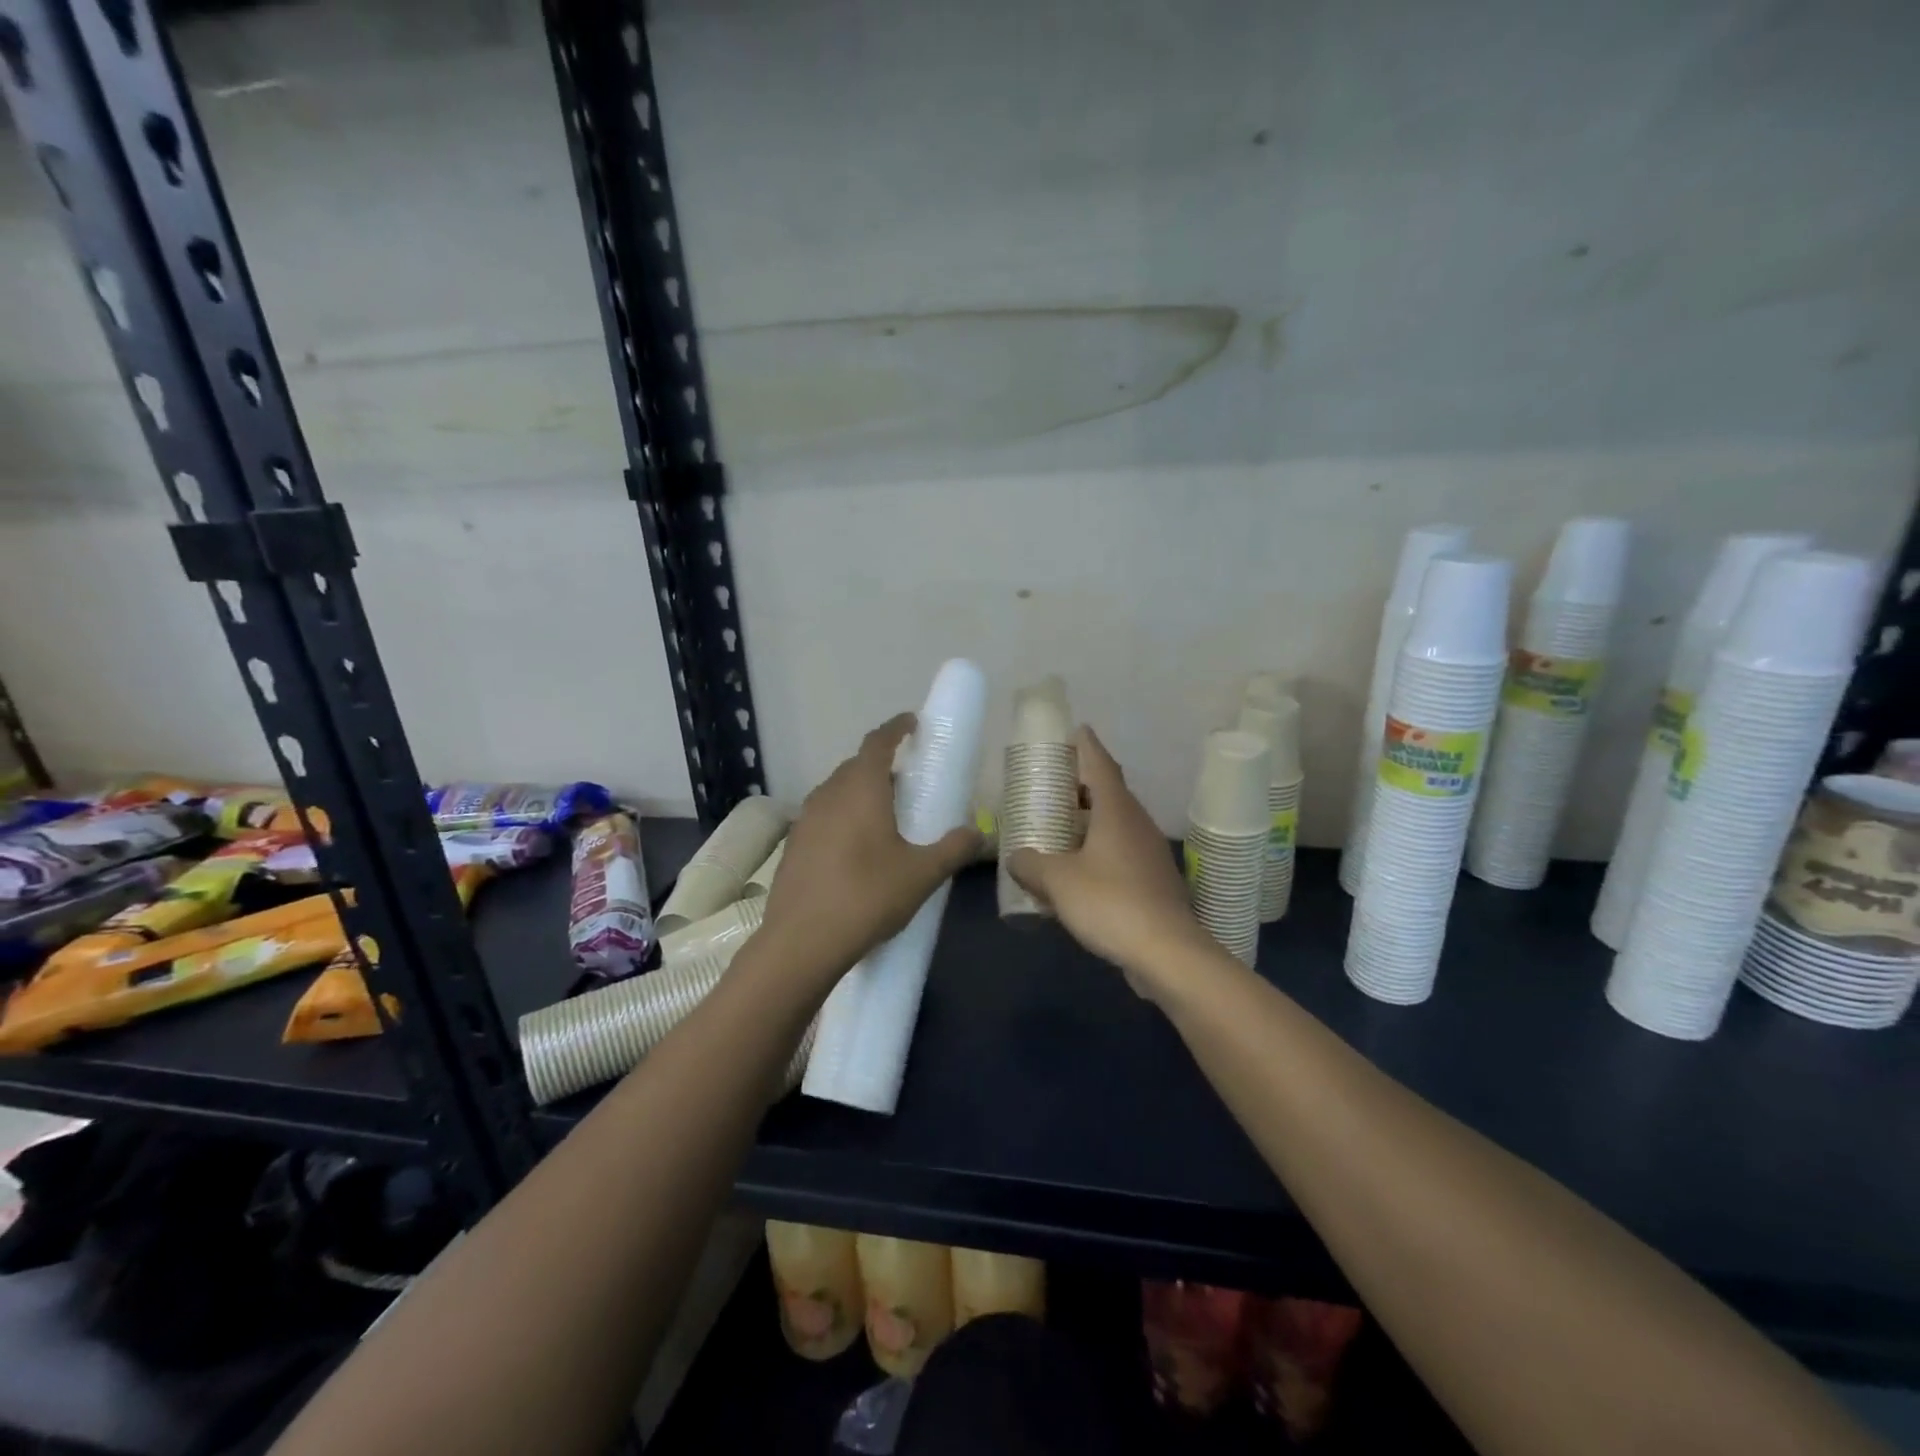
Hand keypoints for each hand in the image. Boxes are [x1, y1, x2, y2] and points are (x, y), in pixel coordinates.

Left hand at [759, 713, 980, 989]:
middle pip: (856, 766)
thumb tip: (978, 833)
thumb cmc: (867, 897)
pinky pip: (824, 816)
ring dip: (861, 792)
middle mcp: (829, 794)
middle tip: (908, 781)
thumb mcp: (922, 874)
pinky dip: (843, 816)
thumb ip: (953, 849)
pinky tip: (857, 848)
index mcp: (861, 789)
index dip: (896, 728)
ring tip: (885, 815)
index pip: (878, 742)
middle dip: (882, 765)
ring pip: (837, 791)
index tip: (912, 723)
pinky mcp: (793, 845)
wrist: (801, 942)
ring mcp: (805, 820)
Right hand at [1007, 727, 1218, 997]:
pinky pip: (1120, 852)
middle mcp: (1137, 823)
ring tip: (1060, 826)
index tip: (1075, 729)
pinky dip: (1098, 850)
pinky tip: (1078, 870)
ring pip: (1116, 824)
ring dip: (1090, 820)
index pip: (1100, 764)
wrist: (1167, 952)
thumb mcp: (1057, 881)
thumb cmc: (1110, 902)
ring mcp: (1149, 853)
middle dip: (1082, 784)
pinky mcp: (1153, 880)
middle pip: (1109, 792)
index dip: (1086, 745)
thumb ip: (1031, 864)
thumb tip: (1016, 858)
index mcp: (1116, 811)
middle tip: (1054, 783)